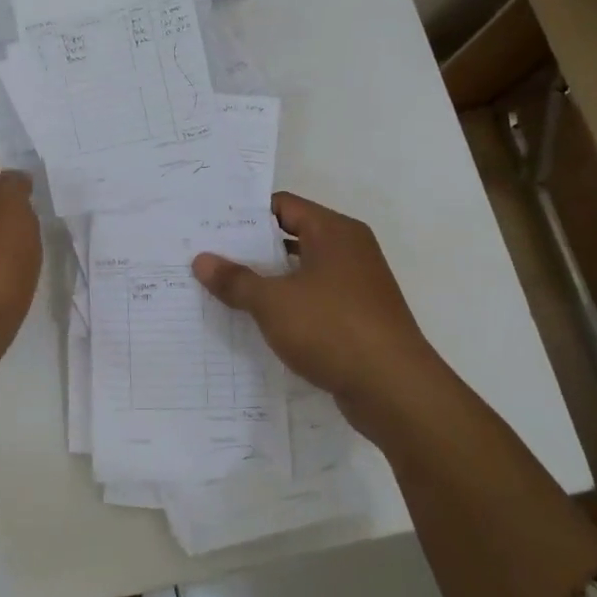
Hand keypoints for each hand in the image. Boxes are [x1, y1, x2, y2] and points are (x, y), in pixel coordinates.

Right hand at [192, 193, 439, 444]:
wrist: (394, 390)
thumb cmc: (332, 329)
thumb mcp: (273, 302)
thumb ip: (236, 280)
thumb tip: (201, 260)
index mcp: (334, 232)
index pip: (283, 206)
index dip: (246, 214)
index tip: (210, 225)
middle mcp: (349, 250)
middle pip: (291, 237)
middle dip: (251, 249)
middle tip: (207, 256)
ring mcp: (356, 286)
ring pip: (301, 272)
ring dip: (267, 280)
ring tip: (223, 288)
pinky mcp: (357, 318)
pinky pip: (313, 300)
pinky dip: (287, 306)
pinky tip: (257, 321)